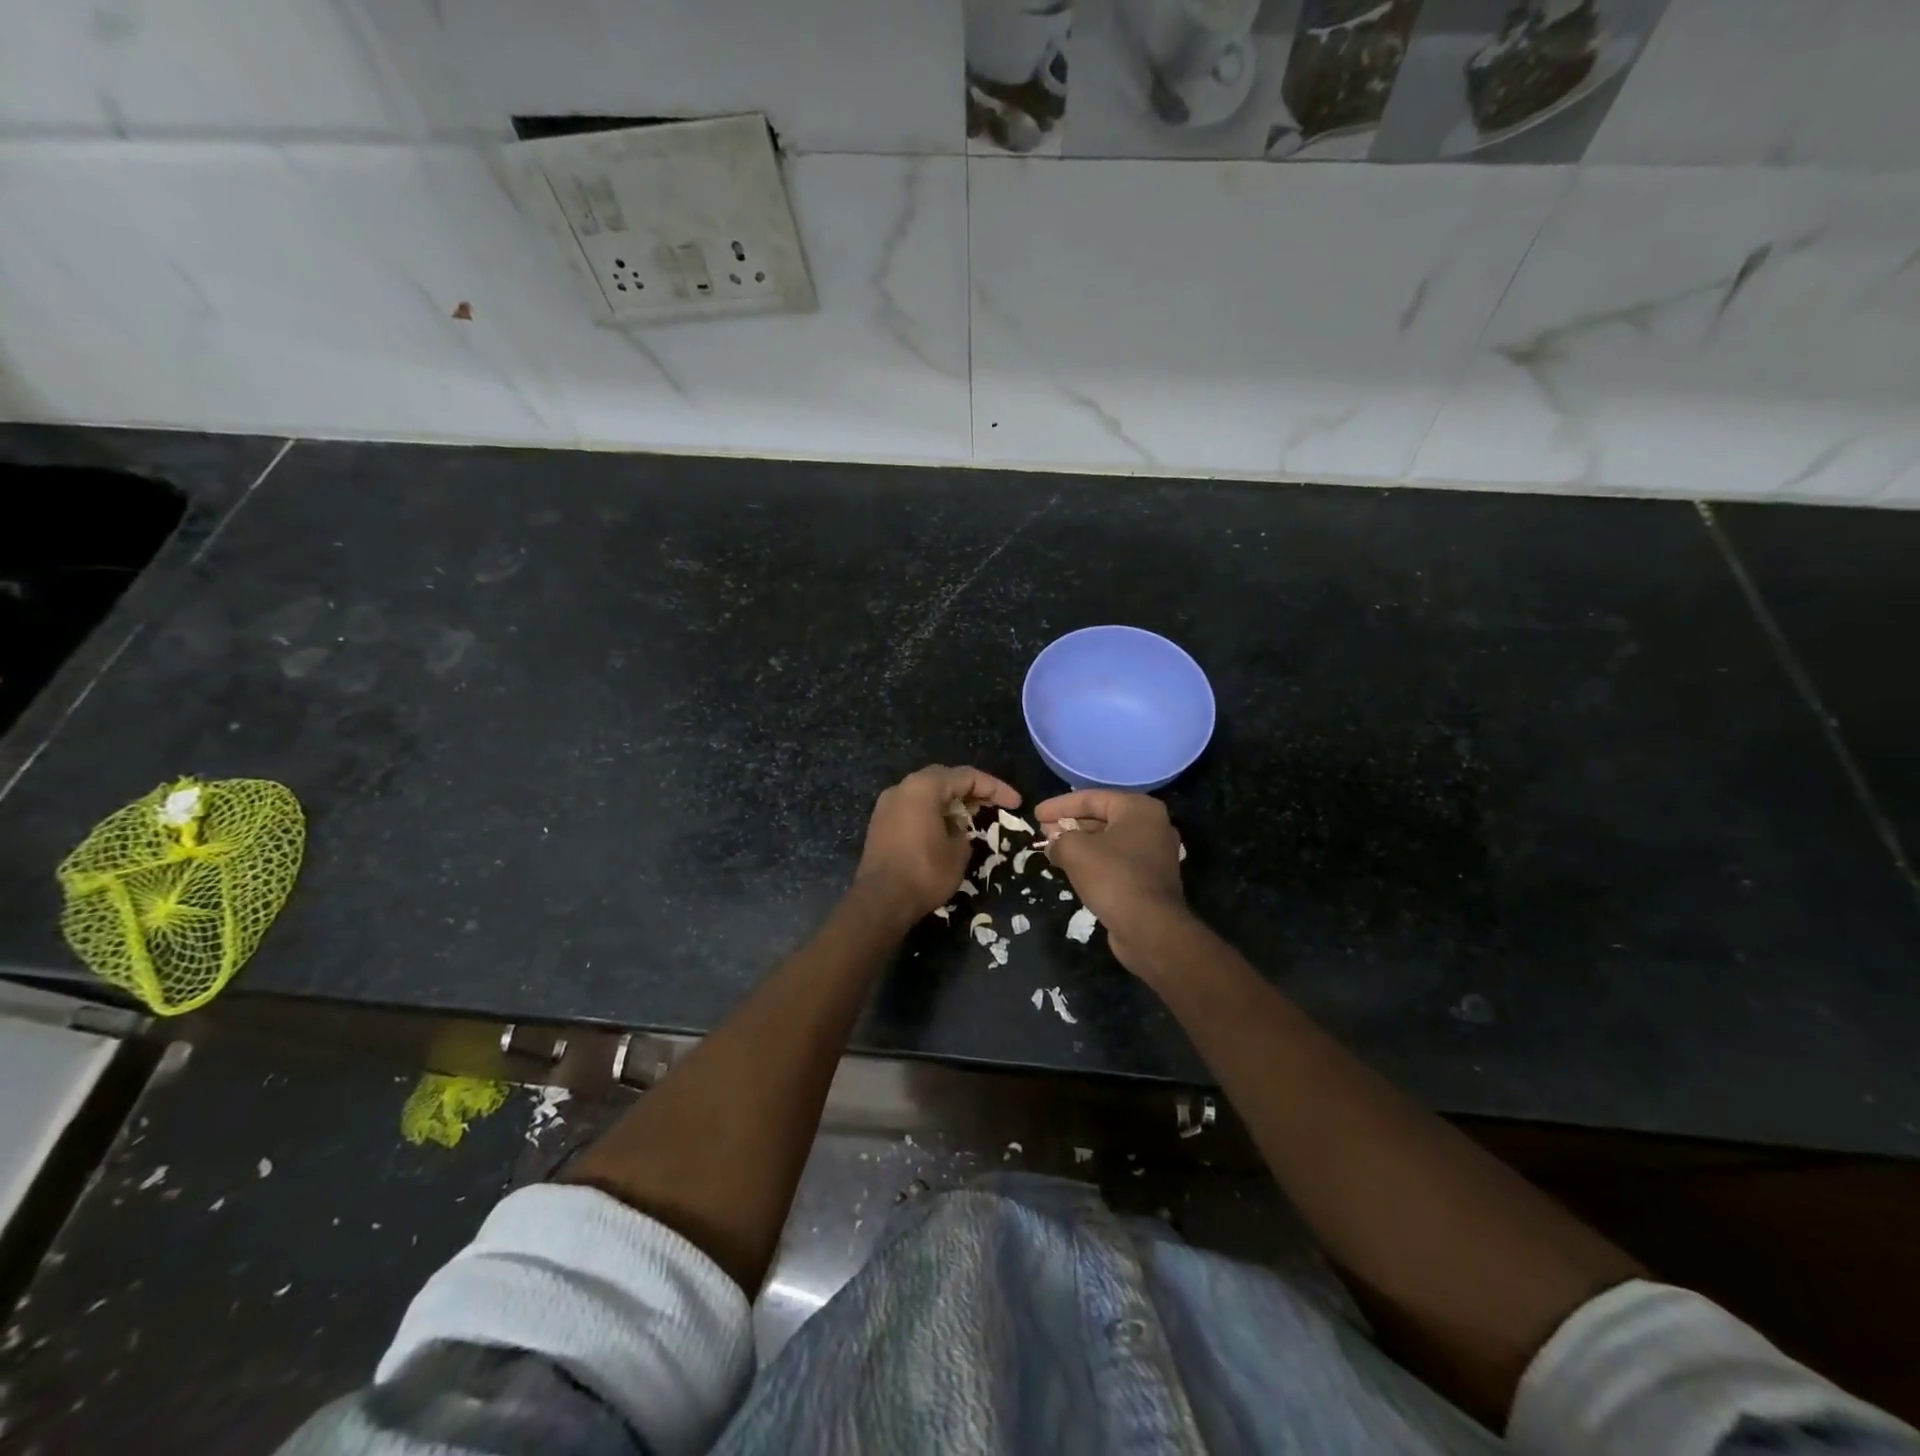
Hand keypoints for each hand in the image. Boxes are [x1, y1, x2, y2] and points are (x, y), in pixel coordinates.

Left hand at [853, 765, 1020, 926]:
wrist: (880, 902)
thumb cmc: (924, 873)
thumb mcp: (958, 852)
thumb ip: (963, 830)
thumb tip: (957, 826)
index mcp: (923, 787)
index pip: (967, 776)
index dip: (995, 788)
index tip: (1016, 803)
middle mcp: (902, 788)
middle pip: (944, 779)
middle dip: (971, 790)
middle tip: (993, 805)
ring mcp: (887, 805)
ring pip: (926, 792)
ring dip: (951, 801)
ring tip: (973, 816)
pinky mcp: (881, 824)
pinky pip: (913, 808)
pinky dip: (933, 812)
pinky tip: (946, 829)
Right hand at [1035, 790, 1188, 966]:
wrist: (1149, 929)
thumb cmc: (1113, 878)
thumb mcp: (1076, 850)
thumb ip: (1059, 839)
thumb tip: (1053, 845)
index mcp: (1139, 809)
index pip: (1092, 798)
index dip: (1060, 805)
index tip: (1035, 814)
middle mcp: (1152, 826)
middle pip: (1102, 817)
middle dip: (1070, 823)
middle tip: (1043, 830)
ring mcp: (1154, 854)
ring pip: (1109, 841)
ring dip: (1080, 843)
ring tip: (1052, 849)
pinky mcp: (1150, 879)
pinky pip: (1116, 861)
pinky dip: (1094, 861)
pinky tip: (1072, 868)